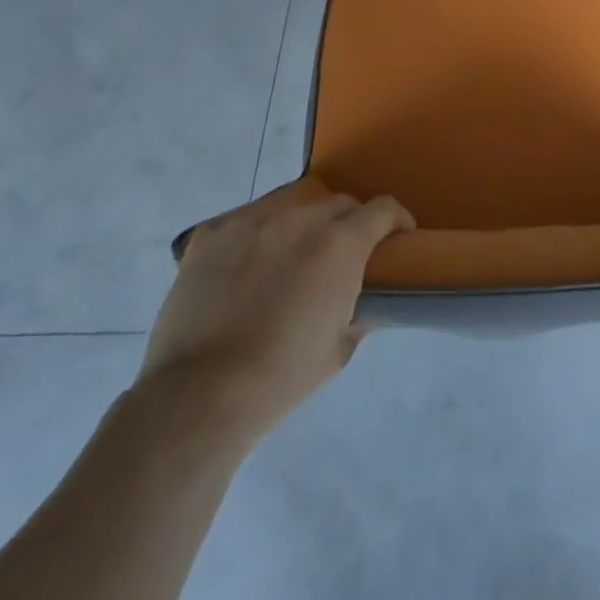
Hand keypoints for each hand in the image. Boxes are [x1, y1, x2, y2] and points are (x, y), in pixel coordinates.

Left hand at [139, 178, 413, 439]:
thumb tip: (362, 300)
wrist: (201, 395)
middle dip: (349, 223)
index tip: (398, 236)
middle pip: (337, 204)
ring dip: (302, 225)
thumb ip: (358, 310)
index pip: (382, 209)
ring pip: (291, 205)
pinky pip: (245, 221)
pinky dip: (255, 236)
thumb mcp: (339, 348)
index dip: (396, 220)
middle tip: (341, 255)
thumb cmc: (282, 376)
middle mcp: (300, 219)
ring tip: (291, 256)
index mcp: (340, 244)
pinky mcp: (211, 233)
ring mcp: (251, 220)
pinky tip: (246, 265)